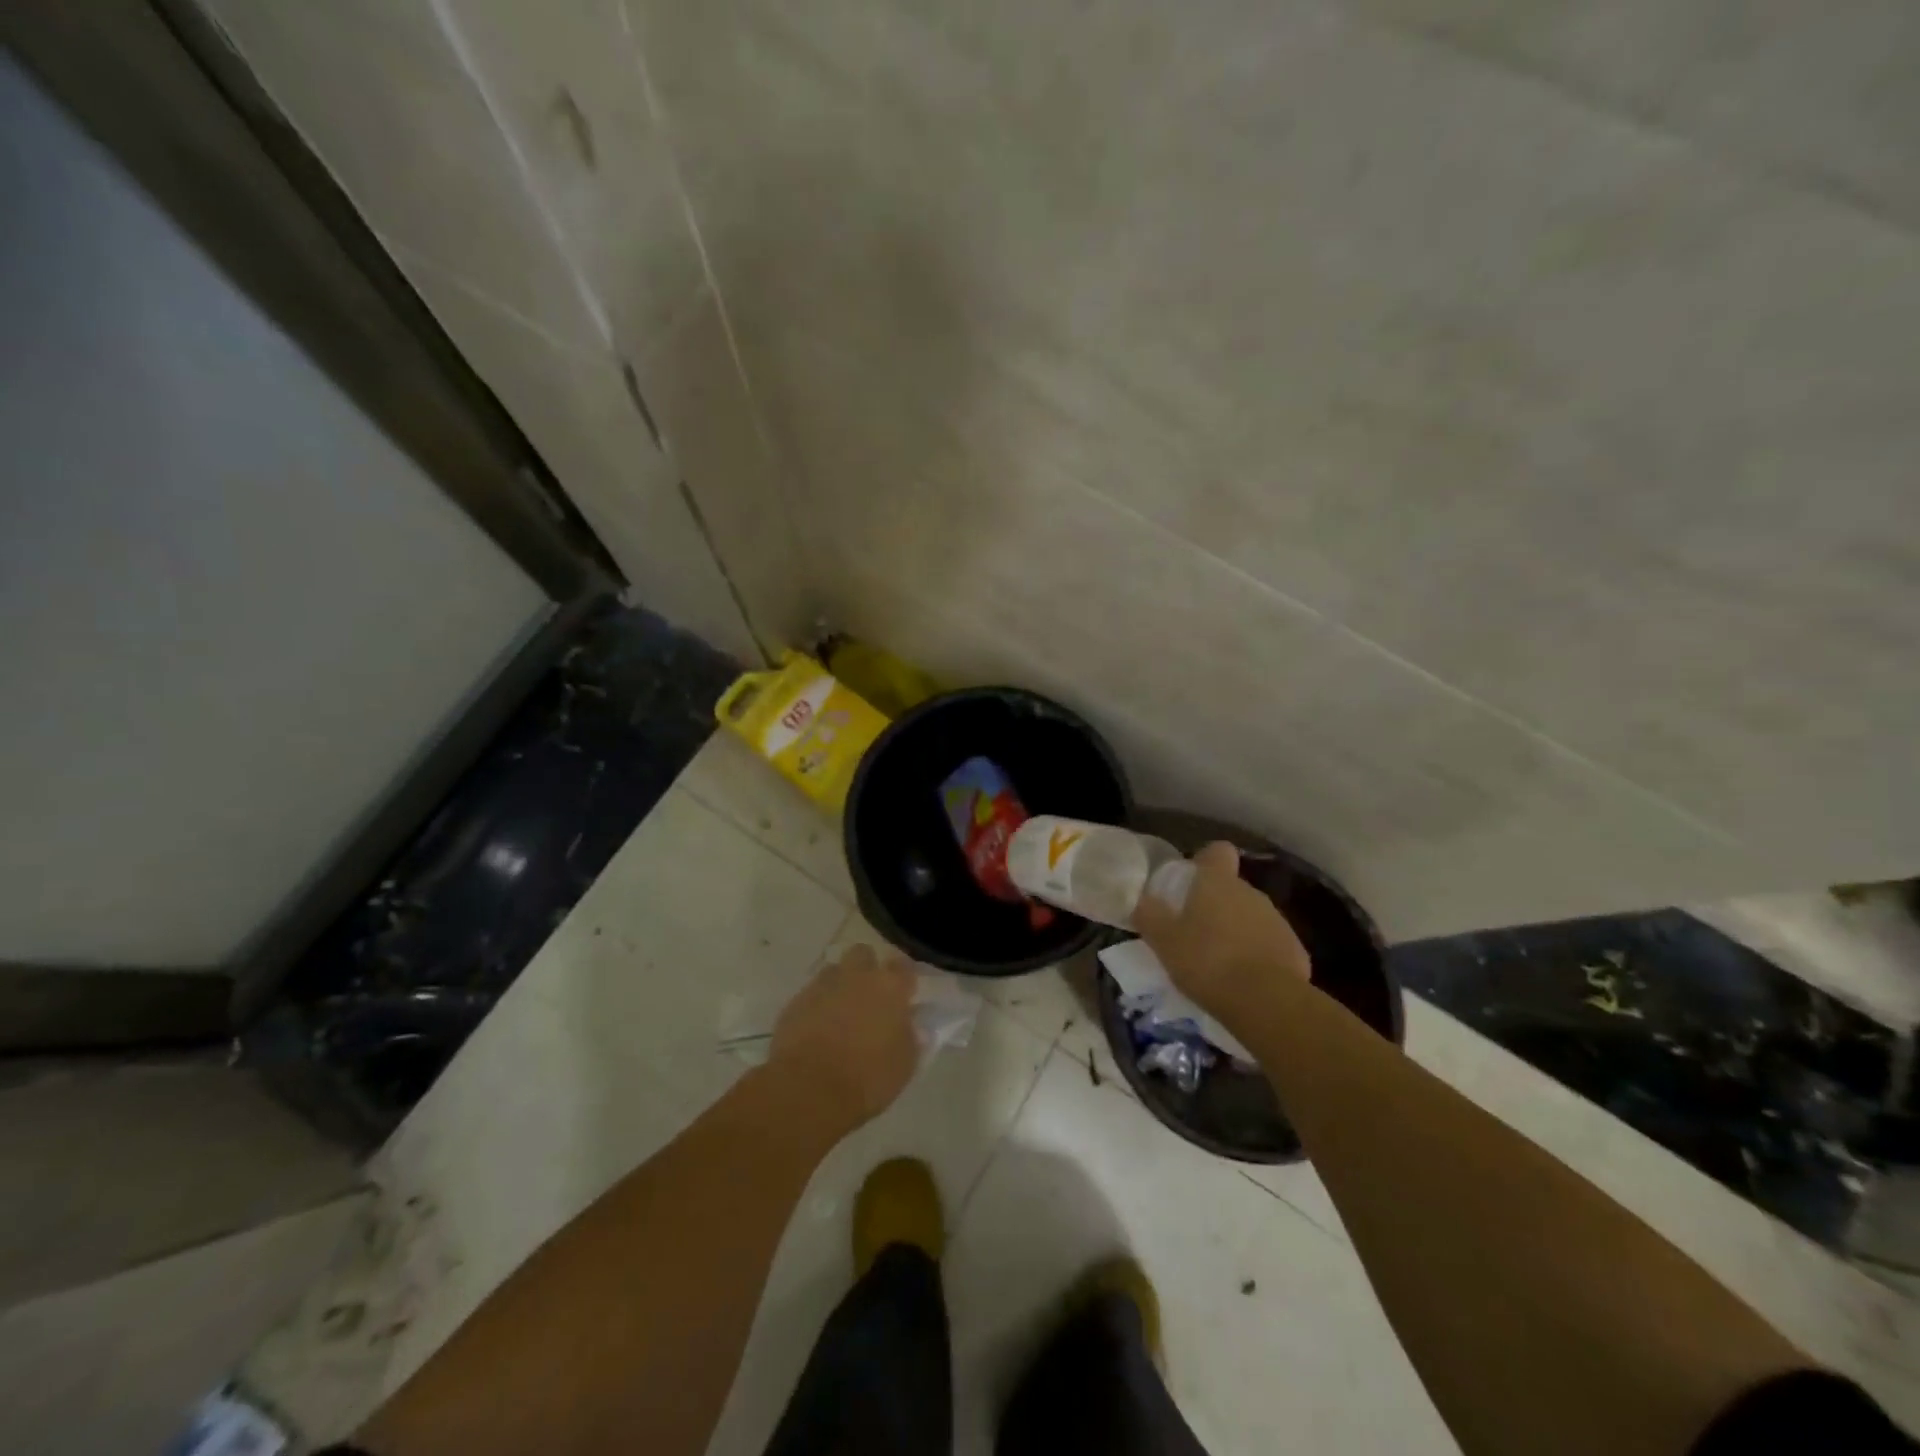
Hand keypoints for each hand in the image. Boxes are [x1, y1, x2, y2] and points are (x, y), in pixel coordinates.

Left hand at [767, 944, 917, 1131]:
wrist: (809, 1090)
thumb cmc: (867, 1078)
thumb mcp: (904, 1065)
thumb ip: (910, 1037)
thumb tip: (910, 1024)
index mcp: (889, 987)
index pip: (903, 966)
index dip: (903, 979)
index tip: (904, 994)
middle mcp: (856, 976)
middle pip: (863, 954)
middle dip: (867, 969)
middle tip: (869, 997)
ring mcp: (823, 986)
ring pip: (834, 971)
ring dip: (840, 986)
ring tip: (841, 1014)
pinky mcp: (795, 1002)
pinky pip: (811, 995)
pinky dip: (817, 1006)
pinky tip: (817, 1030)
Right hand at [1133, 842, 1311, 1027]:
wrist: (1266, 1002)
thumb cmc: (1207, 962)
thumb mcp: (1164, 941)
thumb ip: (1150, 916)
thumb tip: (1141, 900)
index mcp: (1218, 883)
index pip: (1217, 851)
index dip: (1205, 861)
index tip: (1192, 880)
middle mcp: (1251, 893)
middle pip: (1232, 888)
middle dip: (1216, 904)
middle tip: (1194, 931)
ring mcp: (1277, 920)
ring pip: (1251, 916)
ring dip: (1236, 931)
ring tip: (1218, 961)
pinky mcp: (1295, 950)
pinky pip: (1269, 944)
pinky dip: (1257, 955)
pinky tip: (1243, 980)